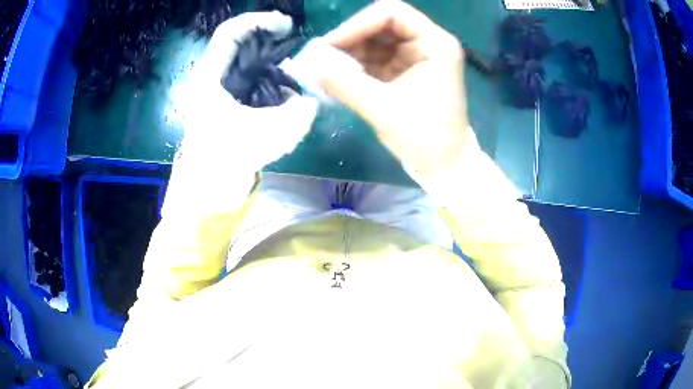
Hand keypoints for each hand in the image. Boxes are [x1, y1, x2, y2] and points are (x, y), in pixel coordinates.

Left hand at [180, 11, 317, 172]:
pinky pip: (248, 78)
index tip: (286, 27)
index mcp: (209, 78)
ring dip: (268, 57)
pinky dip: (266, 76)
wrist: (207, 190)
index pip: (230, 32)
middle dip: (267, 37)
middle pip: (238, 42)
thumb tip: (309, 100)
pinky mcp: (225, 102)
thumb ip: (297, 113)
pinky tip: (283, 89)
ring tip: (293, 65)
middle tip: (293, 40)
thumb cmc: (228, 162)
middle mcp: (211, 78)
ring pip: (244, 59)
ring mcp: (217, 90)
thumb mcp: (268, 135)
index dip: (259, 21)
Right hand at [319, 0, 468, 176]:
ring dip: (349, 53)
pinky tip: (338, 77)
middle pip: (381, 24)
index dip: (357, 24)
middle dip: (350, 39)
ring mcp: (416, 56)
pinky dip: (355, 66)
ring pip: (375, 41)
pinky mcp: (405, 71)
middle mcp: (427, 43)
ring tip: (326, 71)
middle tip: (322, 59)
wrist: (443, 166)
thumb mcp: (382, 108)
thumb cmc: (424, 138)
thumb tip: (309, 64)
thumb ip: (343, 83)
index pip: (391, 13)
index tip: (330, 46)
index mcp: (434, 44)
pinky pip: (375, 58)